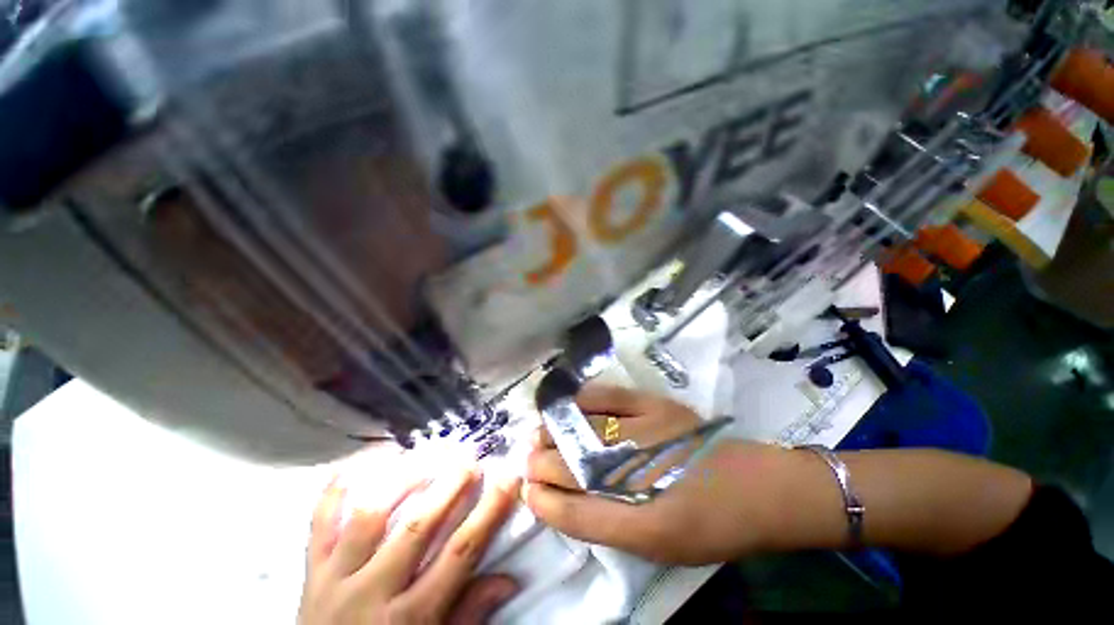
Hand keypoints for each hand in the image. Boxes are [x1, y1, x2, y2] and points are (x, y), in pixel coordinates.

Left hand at [299, 463, 521, 624]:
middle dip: (448, 488)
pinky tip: (350, 466)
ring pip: (368, 518)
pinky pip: (318, 528)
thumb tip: (509, 578)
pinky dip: (331, 495)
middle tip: (469, 460)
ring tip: (426, 456)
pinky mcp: (310, 574)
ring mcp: (335, 580)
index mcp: (410, 618)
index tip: (509, 478)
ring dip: (400, 481)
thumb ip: (468, 614)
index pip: (460, 554)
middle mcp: (372, 594)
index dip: (489, 512)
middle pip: (416, 529)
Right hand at [523, 384, 797, 564]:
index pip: (573, 511)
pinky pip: (606, 395)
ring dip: (552, 432)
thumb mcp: (655, 545)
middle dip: (539, 463)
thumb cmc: (705, 525)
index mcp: (643, 524)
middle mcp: (640, 474)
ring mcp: (646, 430)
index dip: (543, 501)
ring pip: (581, 428)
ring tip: (539, 434)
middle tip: (527, 462)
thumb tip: (561, 500)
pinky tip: (569, 404)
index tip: (527, 492)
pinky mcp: (655, 404)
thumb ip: (603, 525)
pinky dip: (581, 399)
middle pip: (571, 465)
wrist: (754, 487)